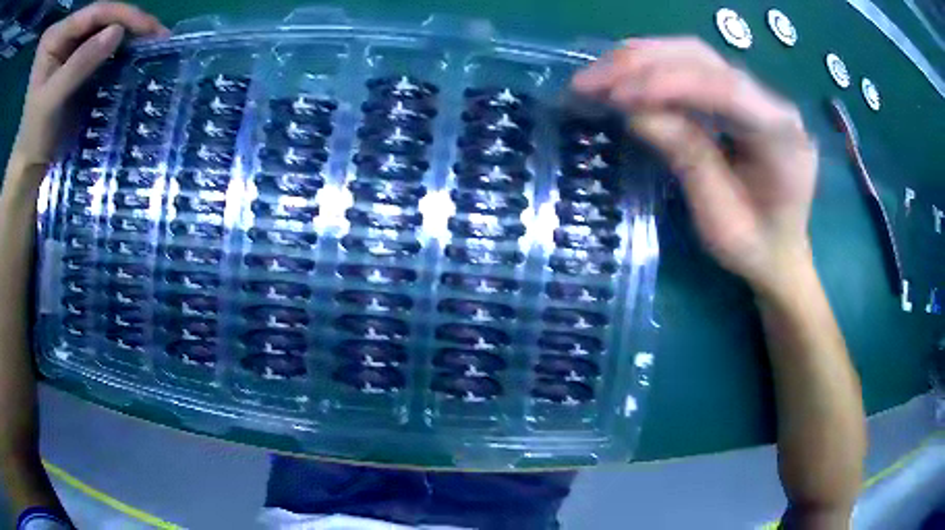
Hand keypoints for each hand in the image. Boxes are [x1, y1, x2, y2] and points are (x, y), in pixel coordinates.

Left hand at [10, 2, 167, 174]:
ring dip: (126, 33)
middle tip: (157, 35)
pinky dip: (117, 45)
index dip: (122, 15)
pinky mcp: (75, 50)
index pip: (93, 13)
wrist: (28, 159)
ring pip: (103, 25)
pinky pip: (100, 39)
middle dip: (128, 23)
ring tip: (151, 42)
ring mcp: (70, 38)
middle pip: (101, 15)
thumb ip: (78, 65)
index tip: (150, 26)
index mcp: (57, 35)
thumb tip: (117, 31)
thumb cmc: (34, 137)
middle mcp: (66, 29)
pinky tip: (133, 50)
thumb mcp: (50, 102)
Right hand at [572, 37, 817, 293]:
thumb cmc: (756, 249)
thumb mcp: (721, 221)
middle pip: (705, 60)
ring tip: (596, 76)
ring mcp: (756, 94)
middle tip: (589, 81)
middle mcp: (773, 103)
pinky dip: (652, 68)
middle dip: (643, 64)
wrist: (781, 253)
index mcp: (783, 137)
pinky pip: (693, 68)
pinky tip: (622, 76)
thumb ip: (689, 161)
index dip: (671, 85)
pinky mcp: (739, 96)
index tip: (618, 96)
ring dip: (640, 60)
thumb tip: (636, 113)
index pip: (726, 90)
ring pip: (694, 55)